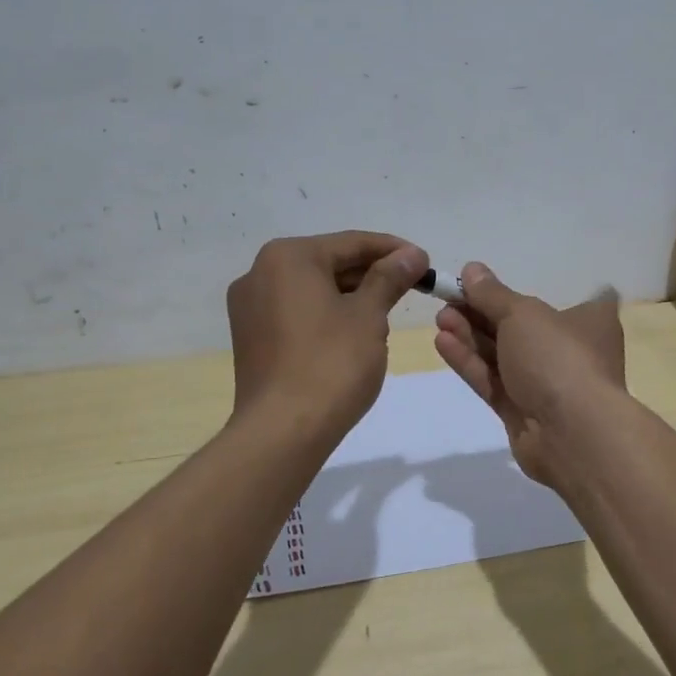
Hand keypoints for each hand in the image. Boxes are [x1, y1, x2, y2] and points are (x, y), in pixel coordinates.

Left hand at [227, 231, 427, 441]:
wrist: (282, 432)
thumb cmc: (331, 364)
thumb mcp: (369, 316)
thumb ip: (389, 278)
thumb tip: (412, 254)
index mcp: (288, 257)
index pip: (352, 243)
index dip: (394, 251)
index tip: (426, 263)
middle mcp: (260, 273)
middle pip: (330, 263)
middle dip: (372, 275)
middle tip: (412, 288)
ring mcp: (250, 307)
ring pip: (313, 289)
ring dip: (351, 295)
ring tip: (387, 313)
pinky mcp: (250, 337)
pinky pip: (297, 312)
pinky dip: (327, 315)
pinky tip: (354, 333)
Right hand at [433, 262, 626, 484]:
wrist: (573, 434)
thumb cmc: (558, 357)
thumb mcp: (523, 314)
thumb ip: (493, 294)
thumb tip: (472, 269)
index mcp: (587, 321)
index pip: (556, 299)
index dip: (518, 293)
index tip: (480, 284)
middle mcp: (569, 351)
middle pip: (519, 327)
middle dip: (481, 314)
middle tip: (448, 300)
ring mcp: (545, 384)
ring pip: (502, 355)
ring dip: (471, 336)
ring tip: (439, 318)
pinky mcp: (522, 411)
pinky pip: (493, 381)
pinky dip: (470, 362)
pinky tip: (442, 342)